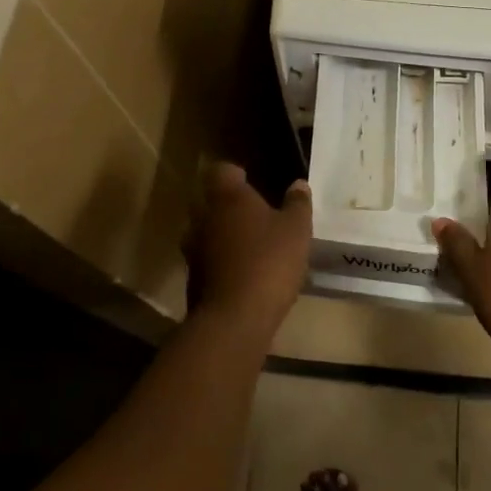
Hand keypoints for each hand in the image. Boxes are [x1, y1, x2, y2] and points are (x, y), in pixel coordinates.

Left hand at [186, 162, 312, 340]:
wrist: (234, 320)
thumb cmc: (269, 262)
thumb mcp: (296, 230)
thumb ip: (297, 204)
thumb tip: (298, 184)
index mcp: (227, 197)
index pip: (222, 170)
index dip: (236, 174)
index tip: (251, 181)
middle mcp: (203, 217)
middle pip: (210, 201)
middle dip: (228, 206)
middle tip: (253, 215)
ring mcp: (193, 250)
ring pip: (205, 232)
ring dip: (222, 235)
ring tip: (248, 246)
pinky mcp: (192, 280)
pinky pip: (206, 261)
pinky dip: (220, 263)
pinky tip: (241, 274)